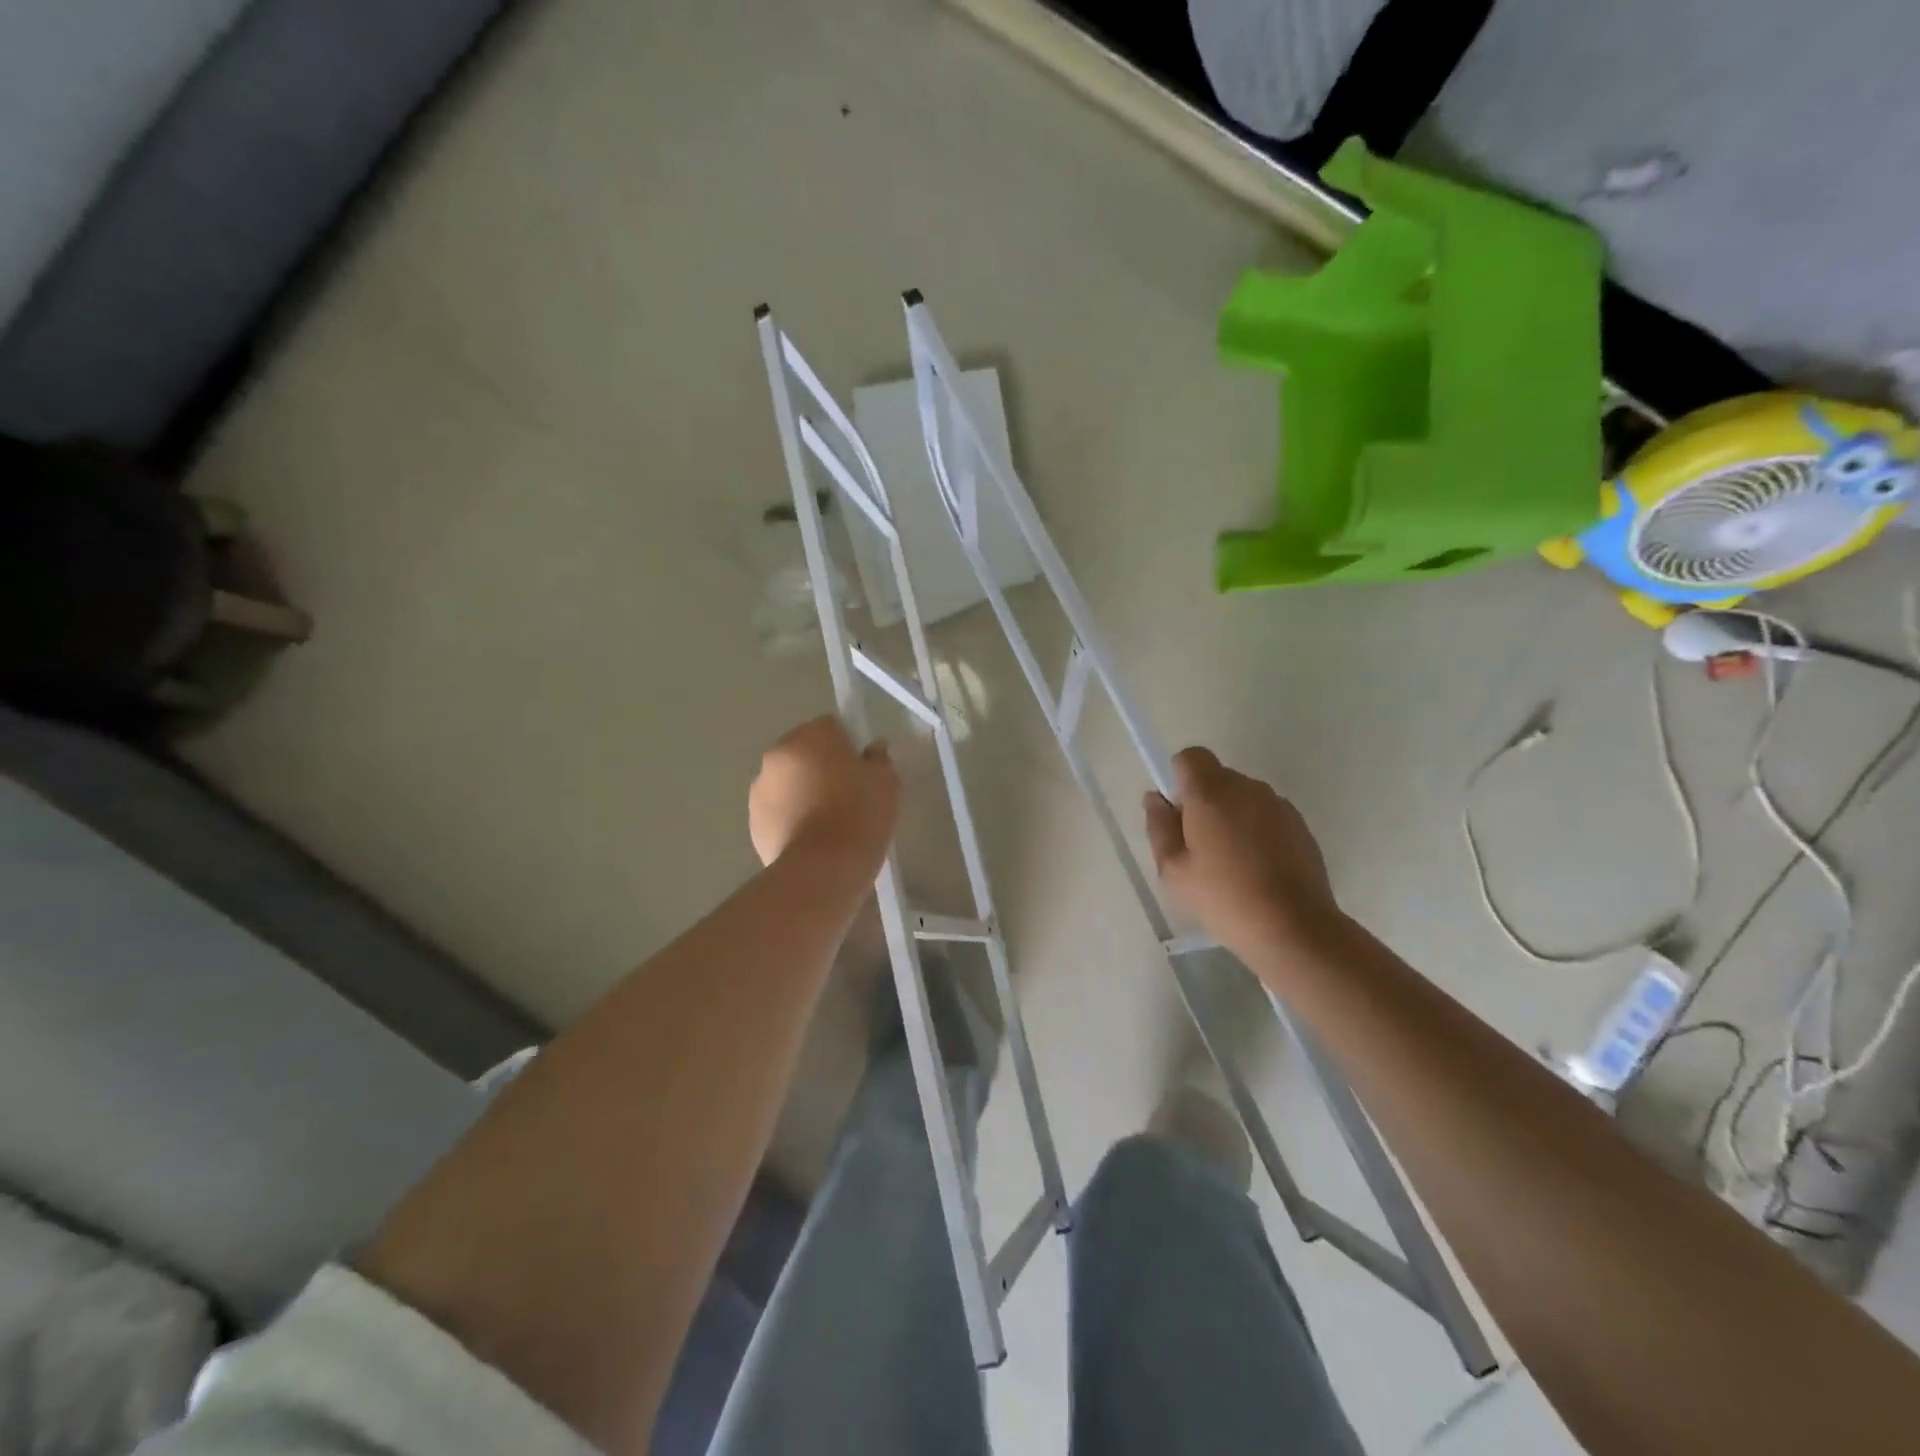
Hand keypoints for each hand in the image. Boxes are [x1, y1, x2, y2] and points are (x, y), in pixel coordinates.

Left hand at [750, 716, 899, 873]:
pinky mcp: (754, 823)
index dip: (849, 746)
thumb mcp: (885, 782)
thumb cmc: (859, 815)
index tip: (862, 770)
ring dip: (803, 793)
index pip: (831, 727)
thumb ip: (879, 759)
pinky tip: (813, 840)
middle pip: (805, 753)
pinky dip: (792, 819)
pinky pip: (778, 812)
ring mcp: (760, 790)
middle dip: (822, 768)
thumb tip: (873, 749)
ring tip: (830, 823)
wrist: (822, 869)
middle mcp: (777, 755)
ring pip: (788, 783)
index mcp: (809, 736)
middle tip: (848, 796)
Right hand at [1144, 748, 1339, 954]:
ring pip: (1243, 797)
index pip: (1190, 756)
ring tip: (1231, 863)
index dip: (1179, 778)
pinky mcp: (1301, 826)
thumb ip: (1159, 827)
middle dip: (1204, 801)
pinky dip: (1257, 831)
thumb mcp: (1173, 870)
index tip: (1178, 814)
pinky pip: (1267, 815)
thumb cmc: (1223, 898)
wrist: (1294, 927)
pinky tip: (1258, 870)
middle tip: (1198, 846)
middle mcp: (1247, 788)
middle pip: (1217, 777)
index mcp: (1210, 792)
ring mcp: (1278, 805)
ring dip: (1232, 816)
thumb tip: (1156, 799)